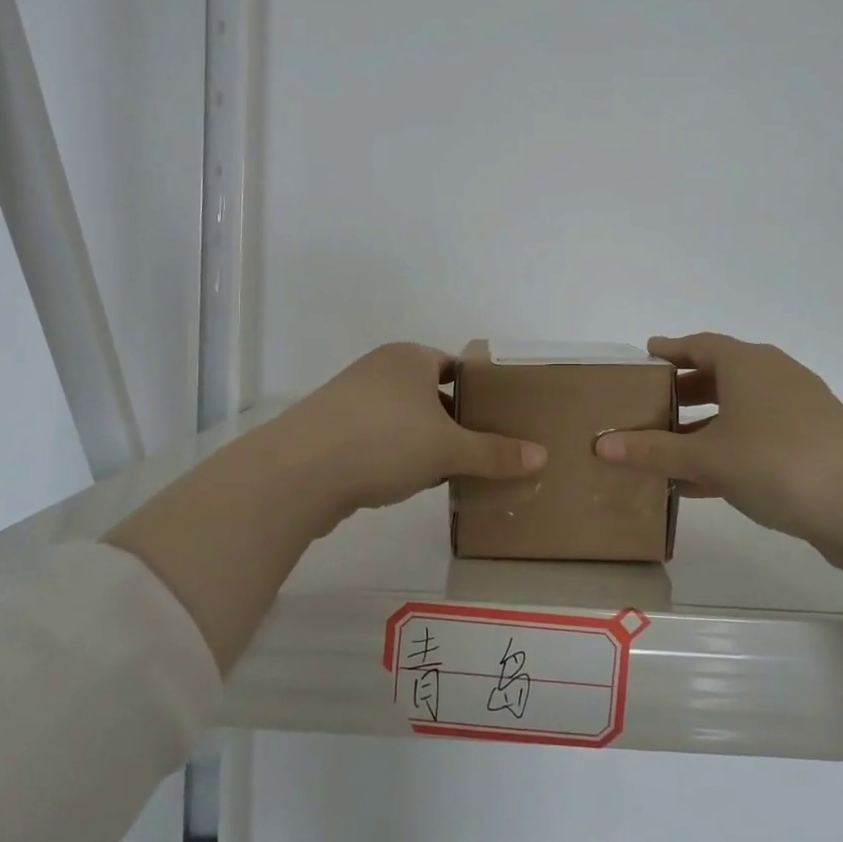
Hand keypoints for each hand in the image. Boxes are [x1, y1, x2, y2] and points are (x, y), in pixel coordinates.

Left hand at [283, 343, 547, 517]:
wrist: (300, 471)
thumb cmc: (384, 441)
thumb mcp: (448, 449)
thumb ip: (494, 452)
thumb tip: (542, 455)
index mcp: (409, 358)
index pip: (455, 365)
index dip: (479, 390)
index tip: (500, 417)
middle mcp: (380, 370)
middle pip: (430, 393)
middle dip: (455, 422)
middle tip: (484, 449)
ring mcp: (351, 399)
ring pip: (404, 418)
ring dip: (426, 442)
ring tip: (453, 471)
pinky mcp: (332, 431)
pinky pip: (378, 438)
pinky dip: (397, 455)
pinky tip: (410, 482)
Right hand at [593, 333, 842, 549]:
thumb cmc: (777, 462)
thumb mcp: (707, 458)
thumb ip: (654, 451)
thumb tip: (601, 445)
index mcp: (747, 364)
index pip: (699, 345)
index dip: (670, 349)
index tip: (646, 353)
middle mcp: (774, 375)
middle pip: (720, 374)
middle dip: (684, 390)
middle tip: (652, 404)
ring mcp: (800, 407)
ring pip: (740, 408)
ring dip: (705, 425)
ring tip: (671, 447)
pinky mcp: (816, 440)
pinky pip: (759, 434)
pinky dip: (730, 447)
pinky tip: (704, 481)